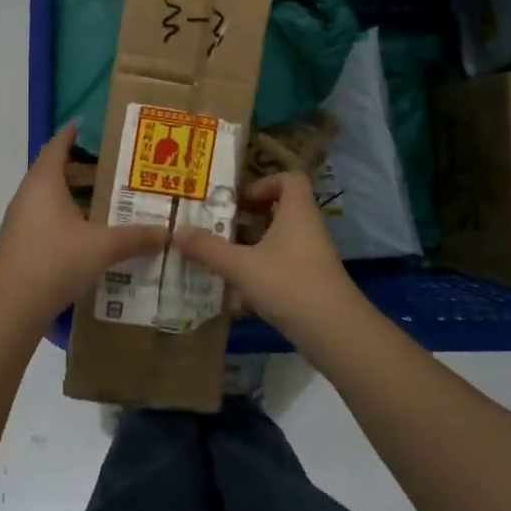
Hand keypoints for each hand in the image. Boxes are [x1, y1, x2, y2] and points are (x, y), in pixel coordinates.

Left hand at [0, 125, 168, 320]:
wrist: (12, 305)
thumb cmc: (56, 260)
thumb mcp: (103, 246)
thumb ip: (135, 237)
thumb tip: (167, 233)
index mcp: (44, 182)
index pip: (57, 146)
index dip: (72, 136)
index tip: (87, 128)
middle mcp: (28, 195)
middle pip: (56, 173)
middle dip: (84, 173)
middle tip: (115, 175)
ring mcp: (20, 221)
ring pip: (51, 199)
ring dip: (77, 199)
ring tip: (108, 207)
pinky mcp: (20, 244)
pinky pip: (46, 221)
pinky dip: (68, 220)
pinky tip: (90, 237)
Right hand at [175, 172, 363, 339]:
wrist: (335, 332)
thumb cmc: (289, 284)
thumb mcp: (241, 265)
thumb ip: (208, 248)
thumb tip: (175, 232)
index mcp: (296, 212)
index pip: (288, 178)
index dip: (262, 183)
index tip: (237, 200)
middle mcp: (306, 228)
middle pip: (278, 208)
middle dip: (247, 215)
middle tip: (218, 225)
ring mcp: (310, 255)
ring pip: (277, 237)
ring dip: (250, 242)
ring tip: (219, 253)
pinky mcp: (308, 280)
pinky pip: (280, 261)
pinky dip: (259, 266)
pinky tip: (236, 283)